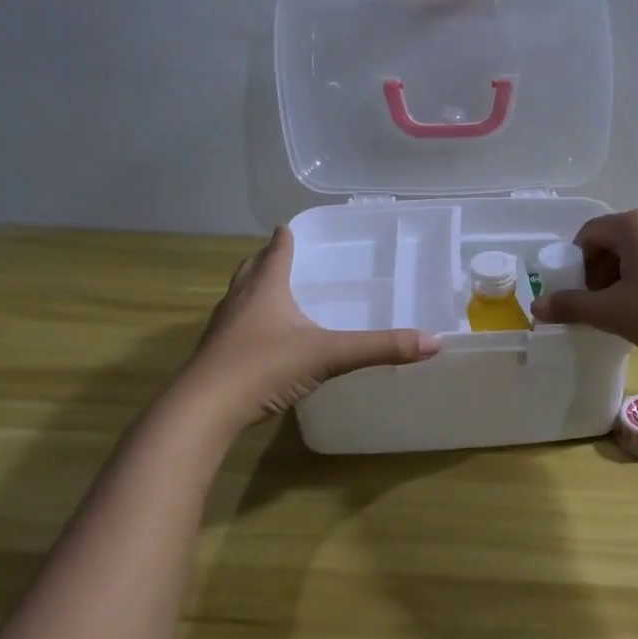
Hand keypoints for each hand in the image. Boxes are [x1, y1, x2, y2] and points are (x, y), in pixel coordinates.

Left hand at [181, 227, 440, 426]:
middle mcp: (239, 301)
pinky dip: (248, 324)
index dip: (285, 238)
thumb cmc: (264, 367)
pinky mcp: (215, 357)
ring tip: (273, 294)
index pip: (276, 251)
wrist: (203, 411)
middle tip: (283, 256)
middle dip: (266, 260)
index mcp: (265, 289)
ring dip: (254, 290)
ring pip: (238, 298)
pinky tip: (263, 341)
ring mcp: (222, 330)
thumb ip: (380, 348)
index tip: (290, 227)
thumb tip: (434, 341)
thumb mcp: (329, 355)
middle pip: (251, 269)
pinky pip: (234, 329)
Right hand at [529, 207, 637, 369]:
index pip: (589, 233)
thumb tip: (537, 306)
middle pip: (618, 238)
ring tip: (636, 310)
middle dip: (604, 270)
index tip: (585, 297)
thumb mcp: (612, 314)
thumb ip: (571, 306)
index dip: (578, 265)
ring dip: (630, 275)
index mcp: (635, 224)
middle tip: (607, 306)